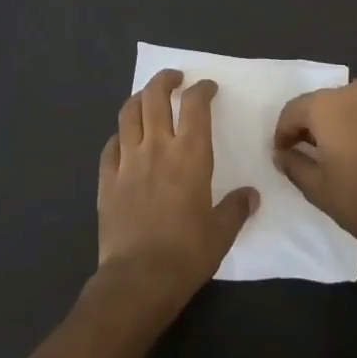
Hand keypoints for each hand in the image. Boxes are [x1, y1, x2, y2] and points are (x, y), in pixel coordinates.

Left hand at [97, 69, 257, 307]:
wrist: (138, 279)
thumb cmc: (186, 253)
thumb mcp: (222, 233)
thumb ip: (236, 208)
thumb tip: (250, 195)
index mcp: (190, 155)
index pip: (195, 105)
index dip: (201, 90)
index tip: (207, 87)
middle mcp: (156, 147)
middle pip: (154, 97)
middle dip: (165, 80)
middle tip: (174, 78)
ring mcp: (127, 161)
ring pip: (127, 114)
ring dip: (139, 98)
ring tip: (146, 98)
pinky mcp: (106, 179)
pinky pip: (110, 146)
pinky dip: (119, 136)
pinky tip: (124, 140)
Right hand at [273, 79, 356, 257]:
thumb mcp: (315, 187)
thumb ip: (293, 163)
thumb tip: (283, 153)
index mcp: (327, 105)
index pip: (294, 110)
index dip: (284, 132)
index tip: (283, 152)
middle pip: (327, 103)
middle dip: (317, 124)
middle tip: (316, 151)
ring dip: (349, 122)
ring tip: (351, 151)